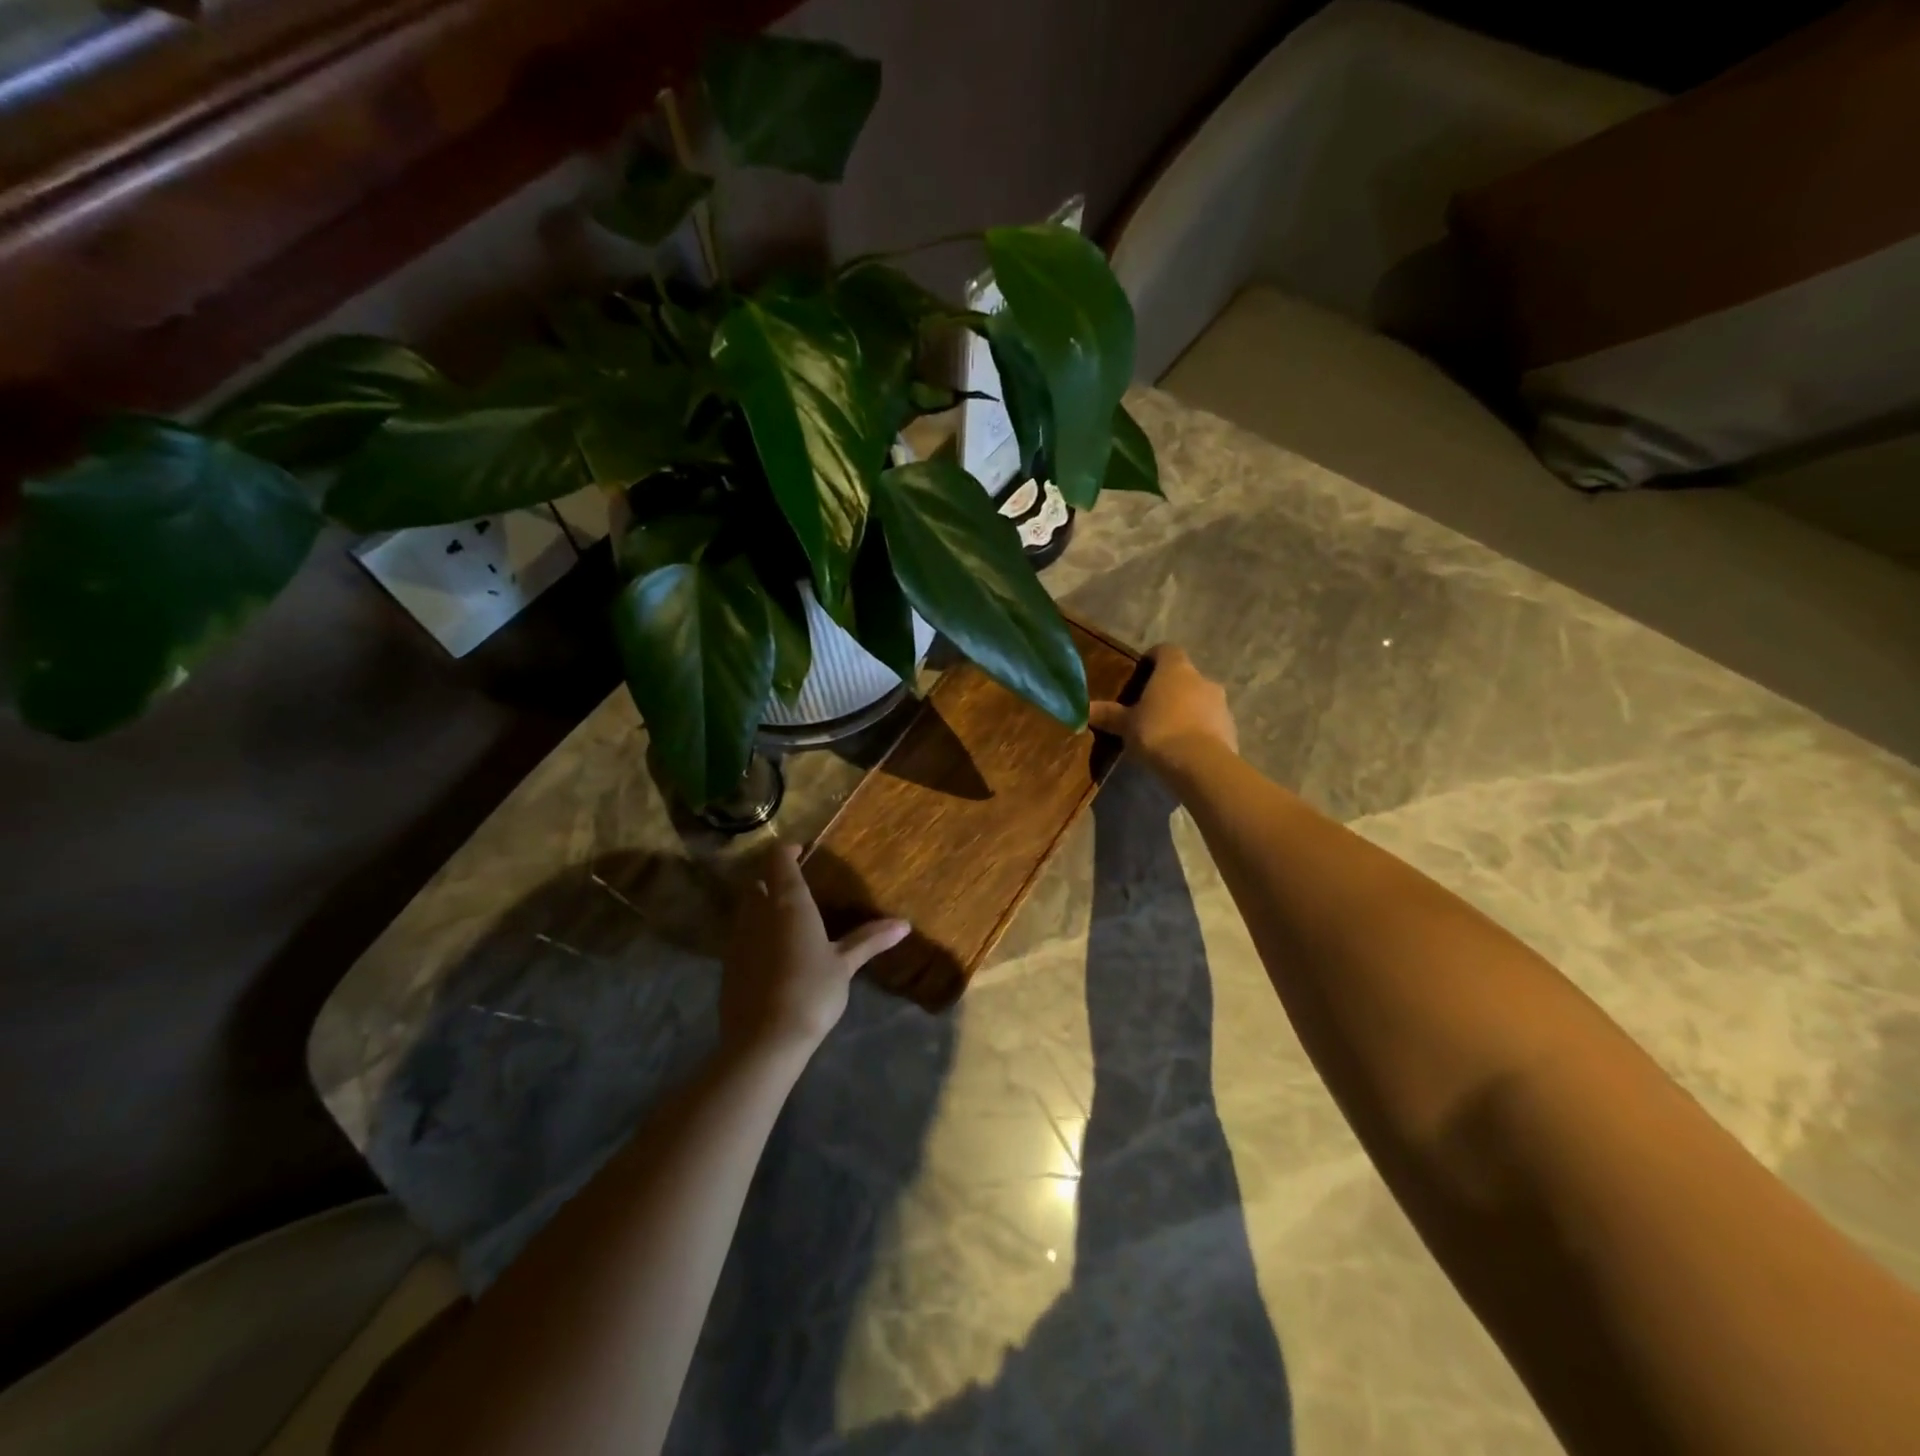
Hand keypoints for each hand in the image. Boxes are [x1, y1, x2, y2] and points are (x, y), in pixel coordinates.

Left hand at [719, 842, 909, 1060]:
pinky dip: (755, 937)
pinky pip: (740, 939)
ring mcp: (737, 939)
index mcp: (789, 903)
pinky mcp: (727, 966)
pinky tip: (774, 958)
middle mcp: (758, 913)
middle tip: (798, 890)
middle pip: (757, 883)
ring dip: (762, 909)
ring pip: (746, 911)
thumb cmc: (811, 991)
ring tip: (788, 924)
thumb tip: (904, 924)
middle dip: (773, 881)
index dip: (788, 851)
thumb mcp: (845, 965)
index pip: (779, 860)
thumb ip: (869, 940)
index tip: (802, 852)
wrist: (764, 1040)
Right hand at [1089, 644, 1237, 776]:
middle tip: (1150, 708)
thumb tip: (1083, 709)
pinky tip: (1184, 750)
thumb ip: (1108, 715)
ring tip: (1168, 732)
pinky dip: (1200, 731)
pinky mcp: (1231, 729)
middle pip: (1184, 677)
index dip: (1154, 658)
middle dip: (1170, 689)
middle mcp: (1202, 679)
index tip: (1141, 672)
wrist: (1200, 765)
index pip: (1166, 650)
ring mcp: (1221, 704)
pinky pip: (1211, 724)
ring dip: (1186, 710)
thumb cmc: (1158, 732)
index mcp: (1175, 670)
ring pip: (1200, 700)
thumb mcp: (1126, 725)